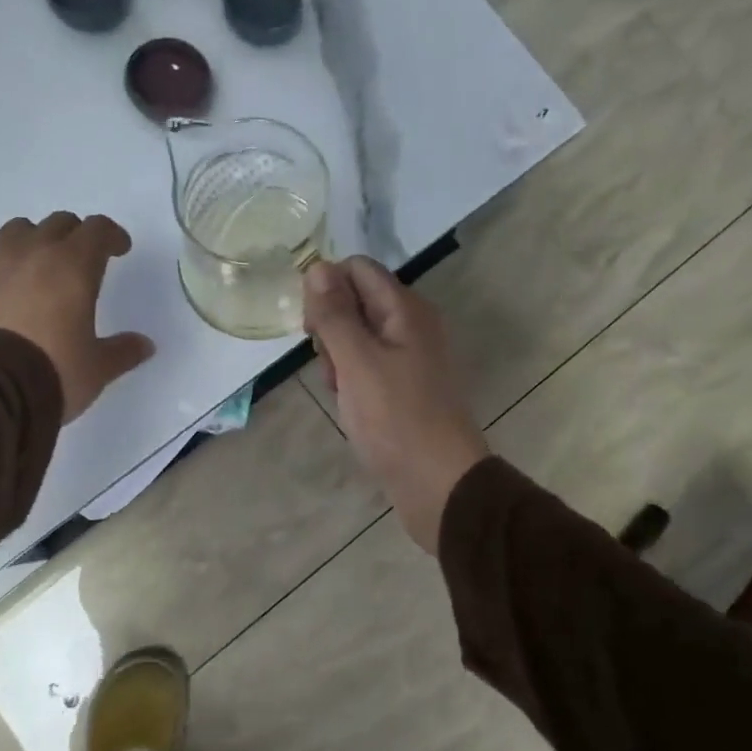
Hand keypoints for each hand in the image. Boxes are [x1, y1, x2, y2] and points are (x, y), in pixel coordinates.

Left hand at [0, 212, 154, 421]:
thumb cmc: (52, 372)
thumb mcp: (96, 368)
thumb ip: (122, 351)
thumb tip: (145, 345)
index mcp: (72, 266)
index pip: (97, 230)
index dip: (111, 235)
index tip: (119, 249)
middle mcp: (31, 253)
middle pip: (58, 224)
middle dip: (75, 236)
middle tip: (82, 259)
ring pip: (17, 232)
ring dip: (34, 242)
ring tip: (39, 268)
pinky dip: (2, 269)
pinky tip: (5, 295)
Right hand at [301, 257, 487, 553]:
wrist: (439, 484)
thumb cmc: (396, 420)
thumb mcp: (357, 362)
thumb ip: (334, 314)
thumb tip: (317, 266)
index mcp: (406, 310)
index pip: (357, 269)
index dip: (326, 289)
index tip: (312, 327)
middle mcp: (411, 326)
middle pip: (356, 302)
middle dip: (330, 328)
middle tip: (331, 366)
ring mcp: (409, 359)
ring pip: (358, 338)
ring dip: (338, 358)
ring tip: (341, 392)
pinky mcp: (404, 389)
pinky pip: (367, 368)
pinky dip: (352, 381)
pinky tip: (350, 406)